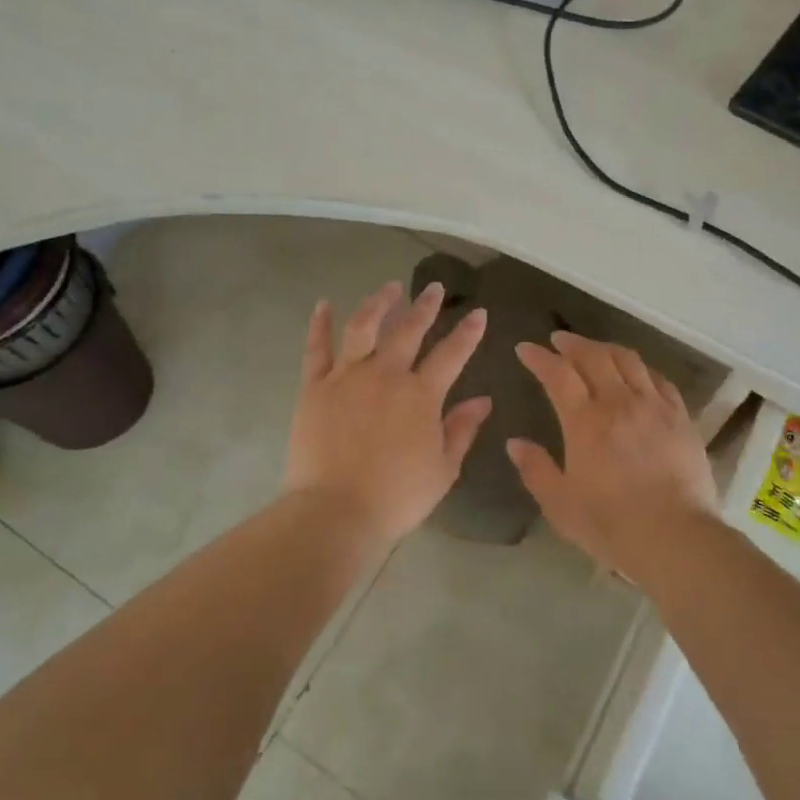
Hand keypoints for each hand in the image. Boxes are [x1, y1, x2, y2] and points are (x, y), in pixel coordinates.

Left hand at [284, 280, 492, 545]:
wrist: (336, 512)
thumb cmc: (396, 497)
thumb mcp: (443, 469)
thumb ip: (461, 429)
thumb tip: (483, 400)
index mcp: (421, 395)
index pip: (452, 354)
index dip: (468, 333)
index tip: (479, 312)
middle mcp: (386, 375)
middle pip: (408, 331)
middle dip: (425, 307)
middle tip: (433, 288)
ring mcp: (347, 377)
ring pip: (364, 327)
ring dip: (379, 303)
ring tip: (389, 287)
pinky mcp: (315, 387)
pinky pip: (317, 348)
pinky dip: (320, 324)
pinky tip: (324, 304)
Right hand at [507, 333, 718, 576]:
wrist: (675, 537)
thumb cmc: (611, 524)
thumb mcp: (560, 504)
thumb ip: (535, 469)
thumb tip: (515, 443)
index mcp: (584, 421)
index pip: (557, 374)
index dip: (539, 357)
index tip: (525, 348)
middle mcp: (618, 402)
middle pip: (594, 356)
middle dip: (572, 343)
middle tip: (558, 340)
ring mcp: (654, 406)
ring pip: (628, 360)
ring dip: (606, 348)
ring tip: (595, 349)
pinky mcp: (681, 418)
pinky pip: (660, 379)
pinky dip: (641, 368)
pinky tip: (637, 373)